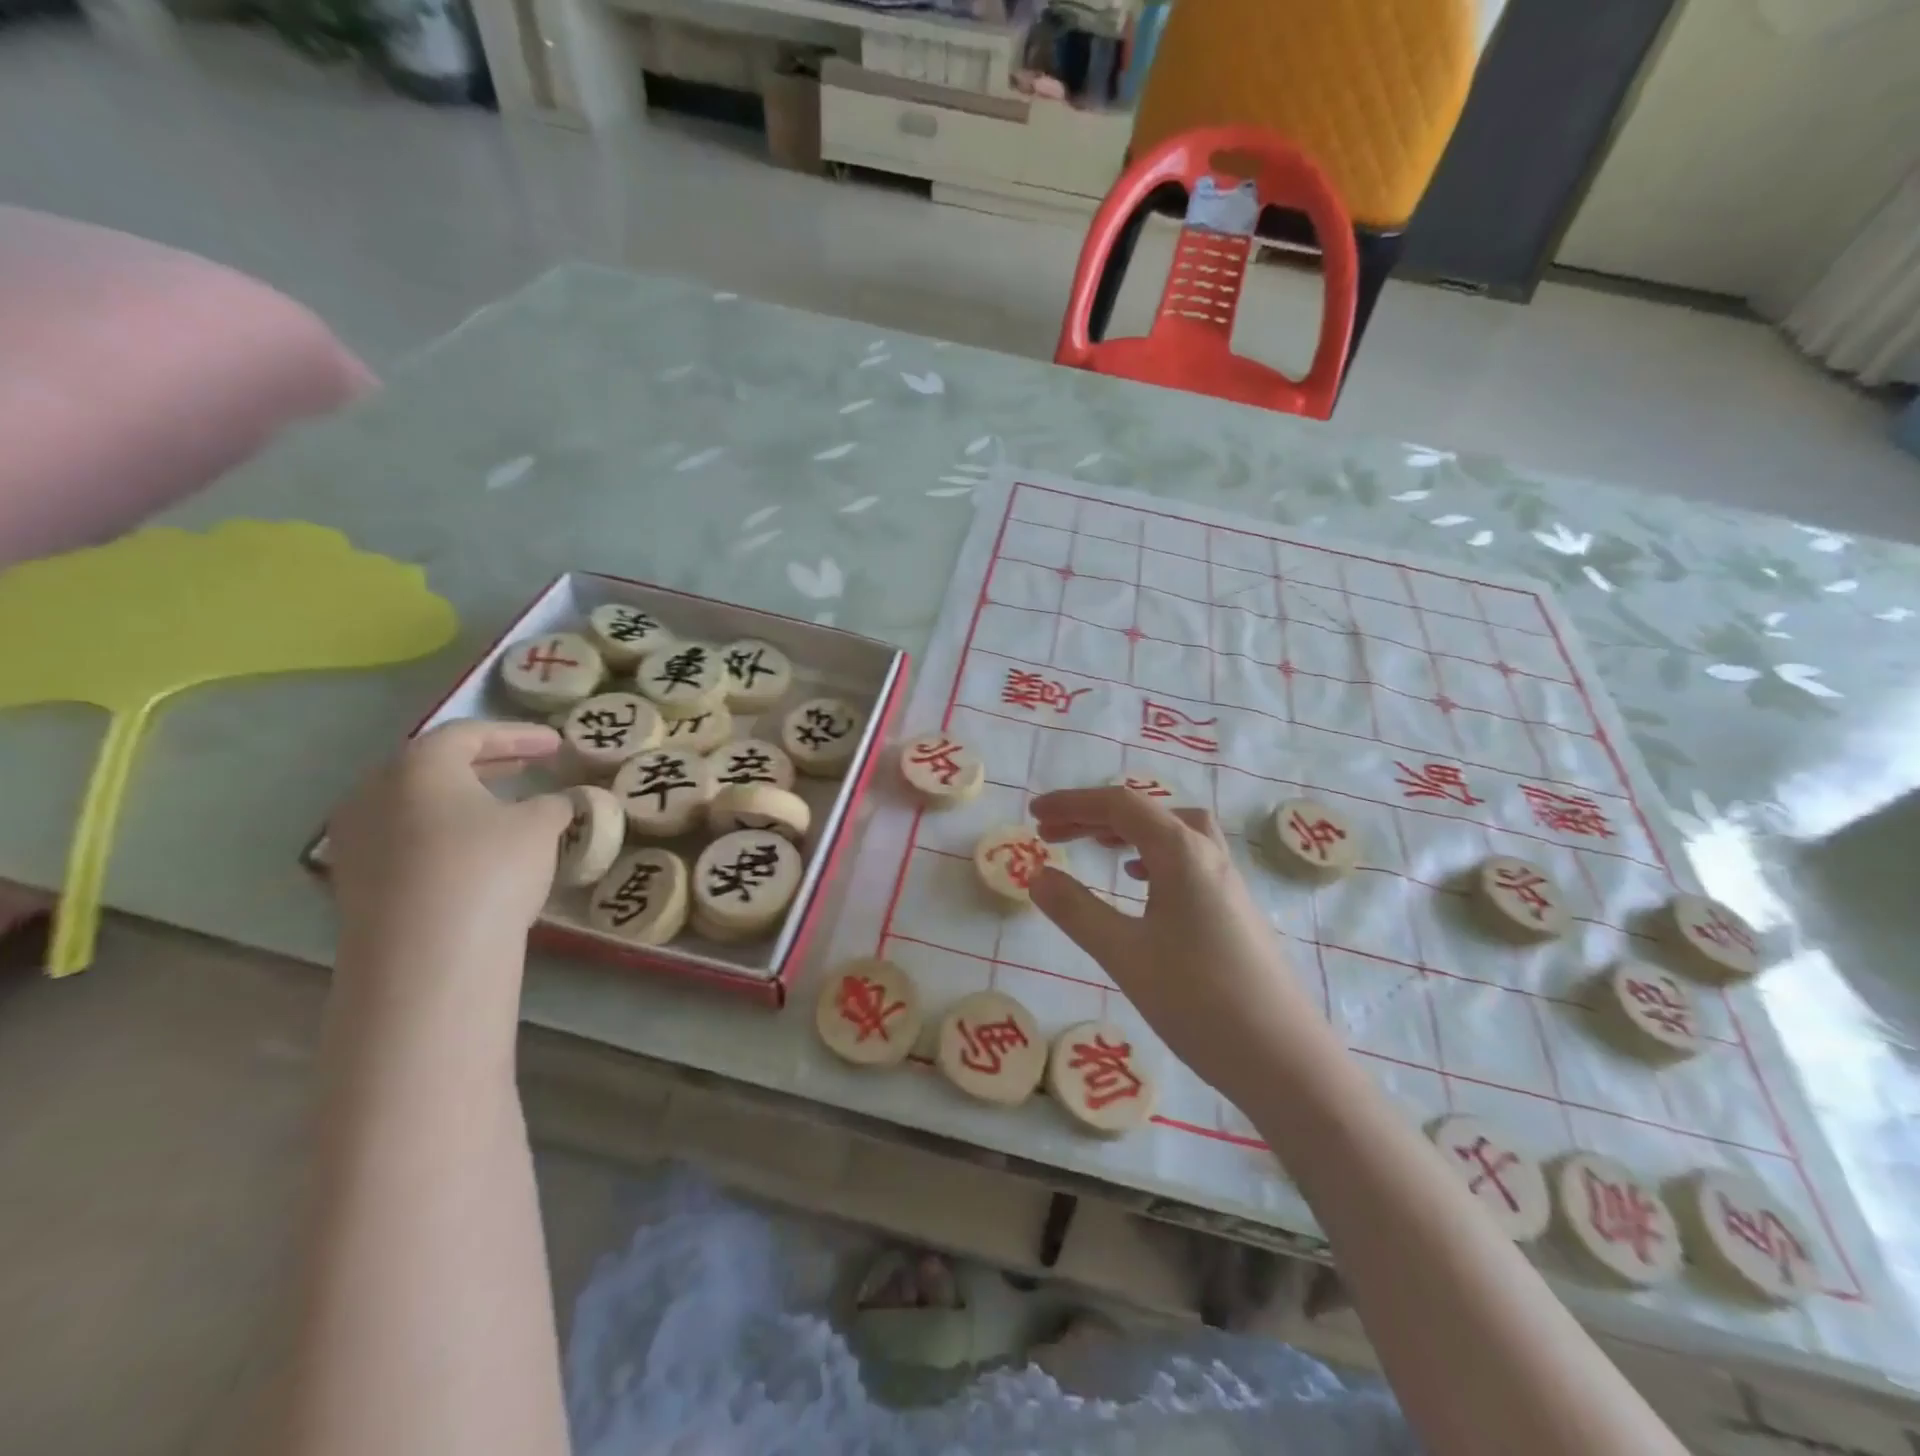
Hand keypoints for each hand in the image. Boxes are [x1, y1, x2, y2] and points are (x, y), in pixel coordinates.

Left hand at [329, 720, 572, 959]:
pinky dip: (443, 834)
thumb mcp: (541, 826)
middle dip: (487, 763)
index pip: (470, 733)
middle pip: (434, 765)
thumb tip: (558, 802)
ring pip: (416, 804)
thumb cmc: (488, 869)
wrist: (426, 957)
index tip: (556, 744)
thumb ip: (554, 803)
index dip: (519, 734)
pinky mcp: (354, 883)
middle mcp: (375, 793)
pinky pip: (406, 840)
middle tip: (530, 766)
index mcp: (418, 766)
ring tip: (504, 809)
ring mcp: (356, 840)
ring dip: (462, 800)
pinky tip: (475, 852)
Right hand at [1029, 787, 1333, 1102]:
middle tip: (1052, 833)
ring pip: (1172, 833)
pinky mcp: (1234, 910)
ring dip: (1128, 831)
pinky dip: (1154, 856)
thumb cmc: (1199, 1000)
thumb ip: (1076, 910)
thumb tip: (1037, 875)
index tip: (1033, 815)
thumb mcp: (1124, 954)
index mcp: (1182, 852)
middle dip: (1094, 816)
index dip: (1072, 803)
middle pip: (1146, 813)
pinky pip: (1188, 859)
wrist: (1286, 1061)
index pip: (1119, 804)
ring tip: (1094, 848)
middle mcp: (1208, 854)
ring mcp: (1227, 882)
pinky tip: (1140, 884)